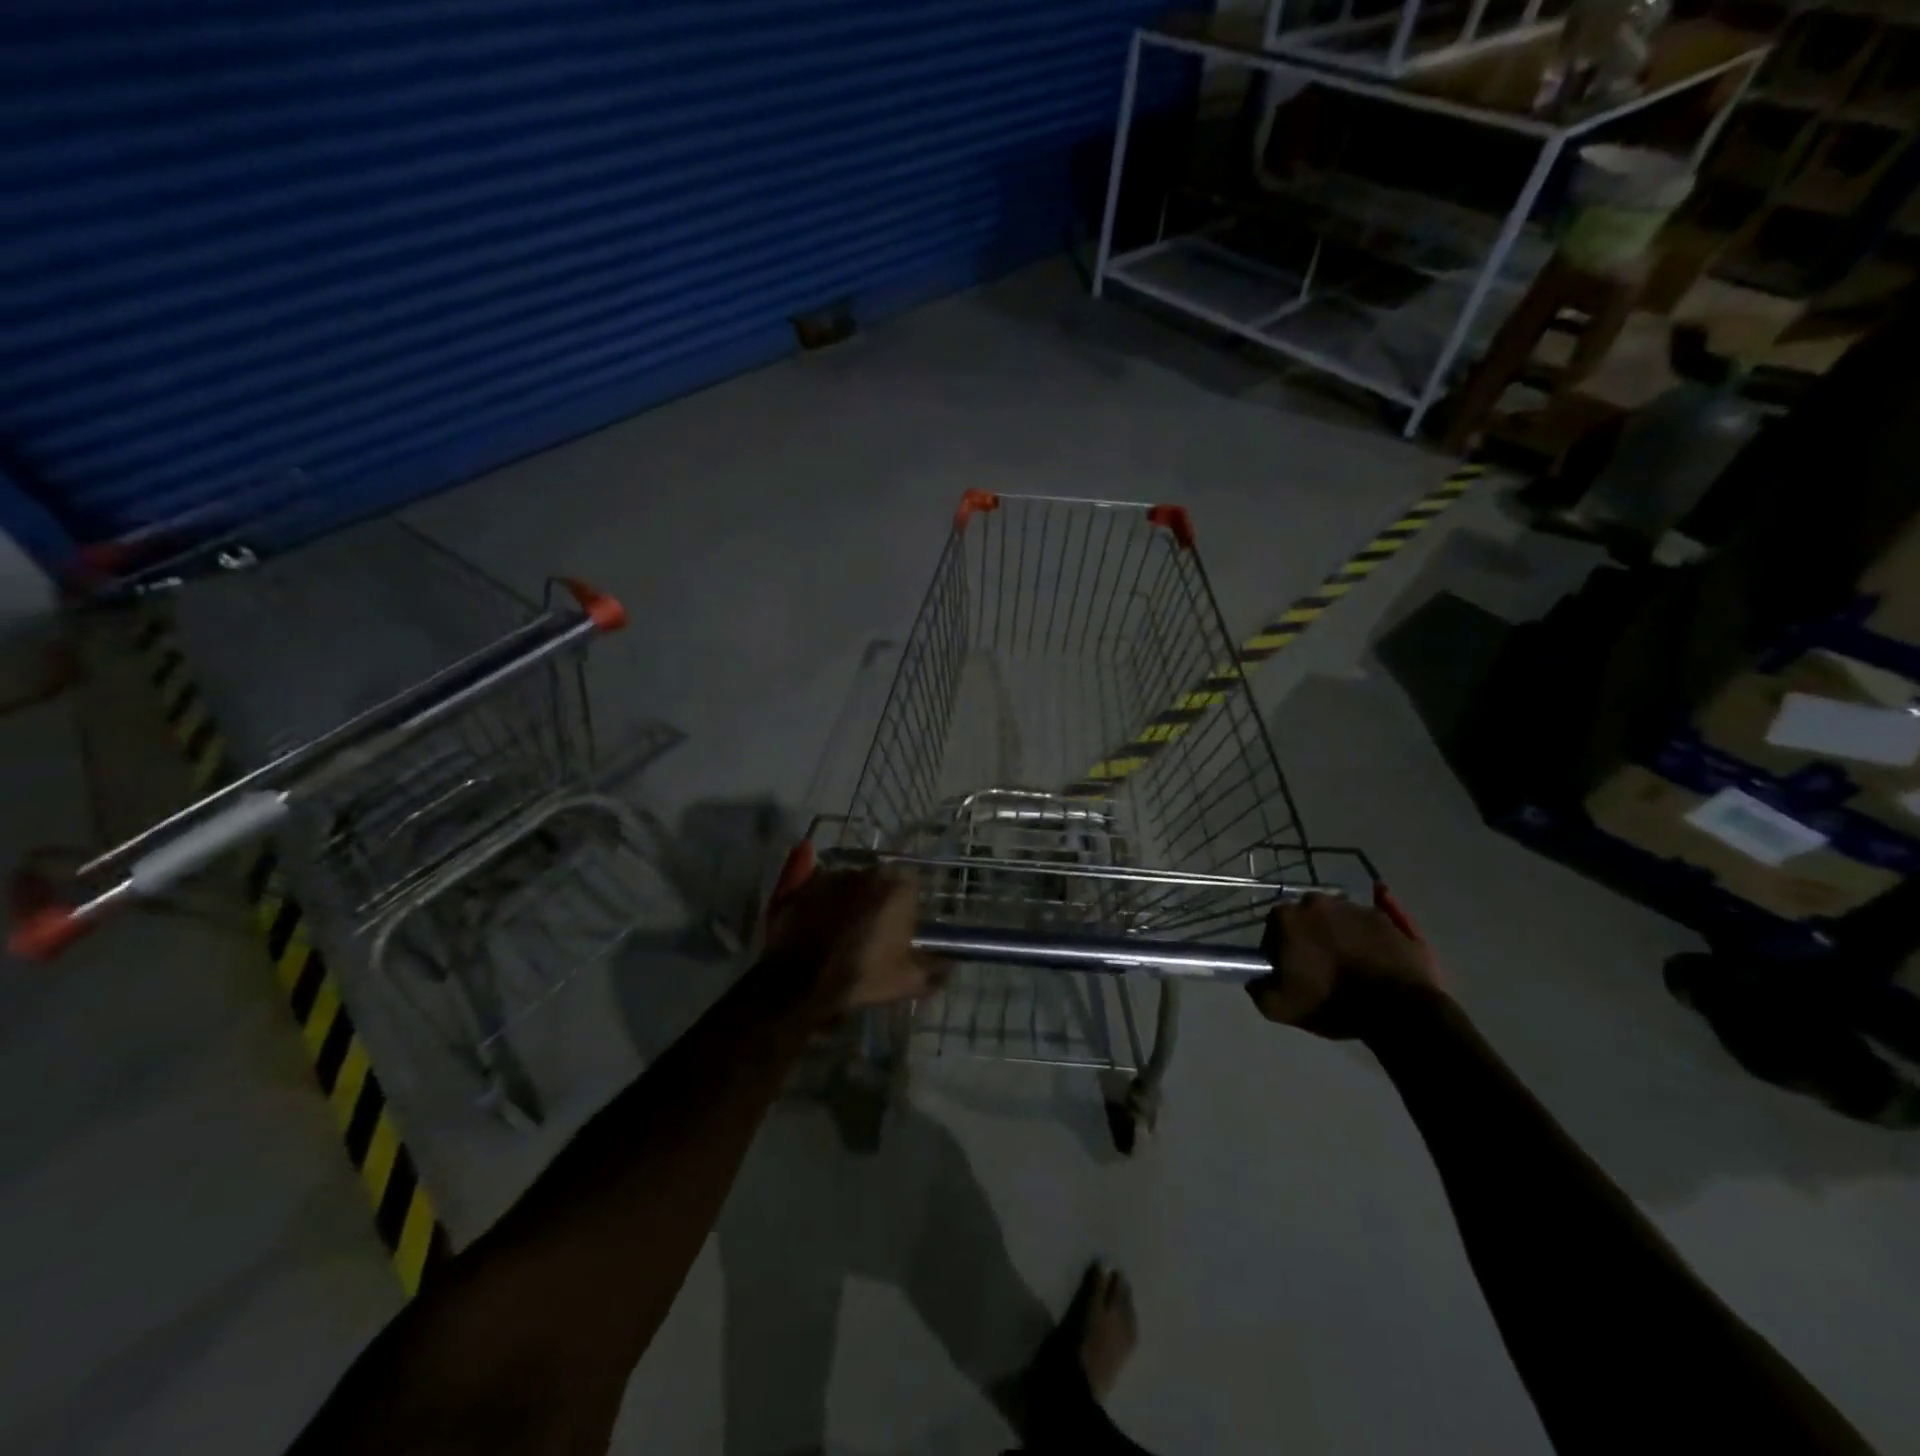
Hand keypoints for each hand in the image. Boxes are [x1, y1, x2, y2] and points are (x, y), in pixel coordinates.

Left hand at [764, 867, 942, 1012]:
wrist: (800, 984)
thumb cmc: (862, 977)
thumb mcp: (907, 981)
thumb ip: (934, 970)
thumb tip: (950, 965)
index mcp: (896, 888)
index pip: (910, 885)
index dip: (905, 905)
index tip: (899, 927)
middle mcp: (866, 872)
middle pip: (877, 880)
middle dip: (876, 899)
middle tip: (870, 929)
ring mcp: (830, 875)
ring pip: (847, 881)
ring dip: (848, 898)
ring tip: (839, 928)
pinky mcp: (801, 884)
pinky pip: (816, 883)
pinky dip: (819, 895)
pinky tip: (816, 915)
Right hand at [1247, 893, 1441, 1038]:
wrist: (1397, 1010)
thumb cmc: (1331, 1003)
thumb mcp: (1279, 1008)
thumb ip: (1258, 989)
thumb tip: (1257, 979)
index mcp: (1288, 917)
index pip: (1275, 927)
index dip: (1279, 948)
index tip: (1289, 969)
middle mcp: (1319, 902)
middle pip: (1308, 916)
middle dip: (1310, 934)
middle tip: (1319, 965)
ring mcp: (1357, 908)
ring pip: (1340, 917)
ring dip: (1340, 933)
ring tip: (1351, 964)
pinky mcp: (1390, 920)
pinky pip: (1375, 918)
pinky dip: (1370, 928)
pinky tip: (1374, 936)